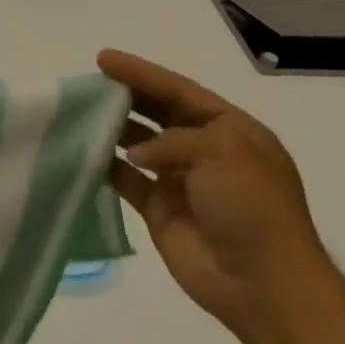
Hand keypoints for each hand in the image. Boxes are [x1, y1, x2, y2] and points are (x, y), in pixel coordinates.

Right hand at [99, 50, 340, 343]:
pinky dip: (106, 165)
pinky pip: (127, 179)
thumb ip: (172, 140)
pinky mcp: (160, 210)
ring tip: (80, 112)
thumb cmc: (252, 207)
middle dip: (126, 96)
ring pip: (139, 144)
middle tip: (89, 83)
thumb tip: (134, 153)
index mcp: (233, 133)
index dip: (143, 73)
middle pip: (159, 113)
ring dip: (113, 128)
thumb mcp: (223, 152)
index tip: (104, 58)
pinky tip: (83, 151)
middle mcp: (207, 152)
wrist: (264, 285)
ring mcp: (182, 182)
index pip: (181, 92)